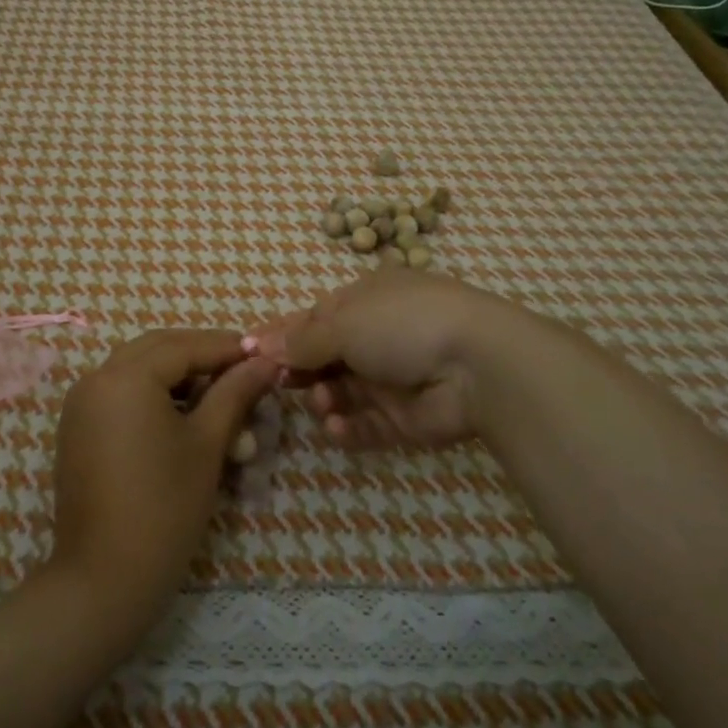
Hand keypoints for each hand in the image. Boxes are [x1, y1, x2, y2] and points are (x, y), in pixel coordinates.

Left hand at [47, 329, 278, 641]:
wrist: (104, 578)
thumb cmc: (164, 507)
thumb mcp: (207, 444)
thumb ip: (235, 393)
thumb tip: (265, 362)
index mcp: (126, 376)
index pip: (185, 345)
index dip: (227, 348)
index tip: (263, 355)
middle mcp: (96, 378)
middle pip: (158, 349)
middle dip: (201, 355)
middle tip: (241, 371)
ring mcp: (81, 403)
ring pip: (137, 369)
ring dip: (177, 375)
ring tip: (218, 397)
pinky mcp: (77, 428)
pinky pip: (119, 393)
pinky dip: (151, 394)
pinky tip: (182, 417)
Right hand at [248, 271, 505, 450]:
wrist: (478, 365)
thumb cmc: (402, 324)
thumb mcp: (342, 322)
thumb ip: (300, 339)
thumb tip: (259, 343)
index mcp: (365, 300)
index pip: (313, 318)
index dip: (281, 334)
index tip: (249, 352)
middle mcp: (377, 336)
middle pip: (324, 357)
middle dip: (299, 370)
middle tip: (278, 382)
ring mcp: (391, 378)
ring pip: (340, 392)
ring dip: (323, 398)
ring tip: (321, 401)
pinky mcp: (404, 418)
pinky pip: (364, 424)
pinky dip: (345, 427)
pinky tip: (334, 426)